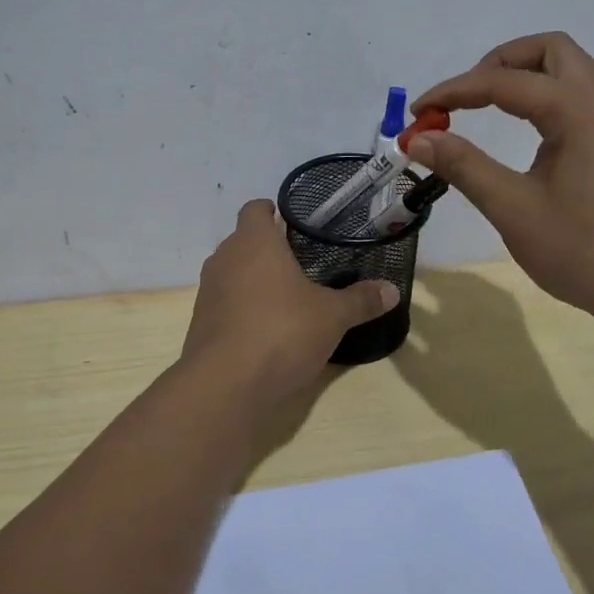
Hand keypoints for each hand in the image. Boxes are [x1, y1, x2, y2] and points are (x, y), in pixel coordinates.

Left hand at [182, 199, 398, 402]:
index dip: (272, 211)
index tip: (294, 223)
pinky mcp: (201, 322)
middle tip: (301, 262)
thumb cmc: (282, 331)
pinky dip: (243, 308)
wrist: (225, 384)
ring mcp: (209, 291)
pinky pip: (225, 303)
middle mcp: (225, 258)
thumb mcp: (332, 316)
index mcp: (254, 242)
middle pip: (243, 241)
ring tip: (286, 296)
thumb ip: (360, 300)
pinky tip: (267, 328)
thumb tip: (392, 290)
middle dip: (268, 249)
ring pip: (232, 272)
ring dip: (254, 279)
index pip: (255, 209)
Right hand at [409, 32, 593, 328]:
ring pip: (576, 66)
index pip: (502, 82)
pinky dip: (555, 91)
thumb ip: (464, 166)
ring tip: (498, 105)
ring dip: (532, 71)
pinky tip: (537, 127)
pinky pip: (590, 90)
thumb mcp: (513, 209)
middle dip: (498, 63)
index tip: (417, 114)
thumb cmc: (584, 250)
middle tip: (466, 98)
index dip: (453, 92)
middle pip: (549, 50)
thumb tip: (418, 137)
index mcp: (577, 111)